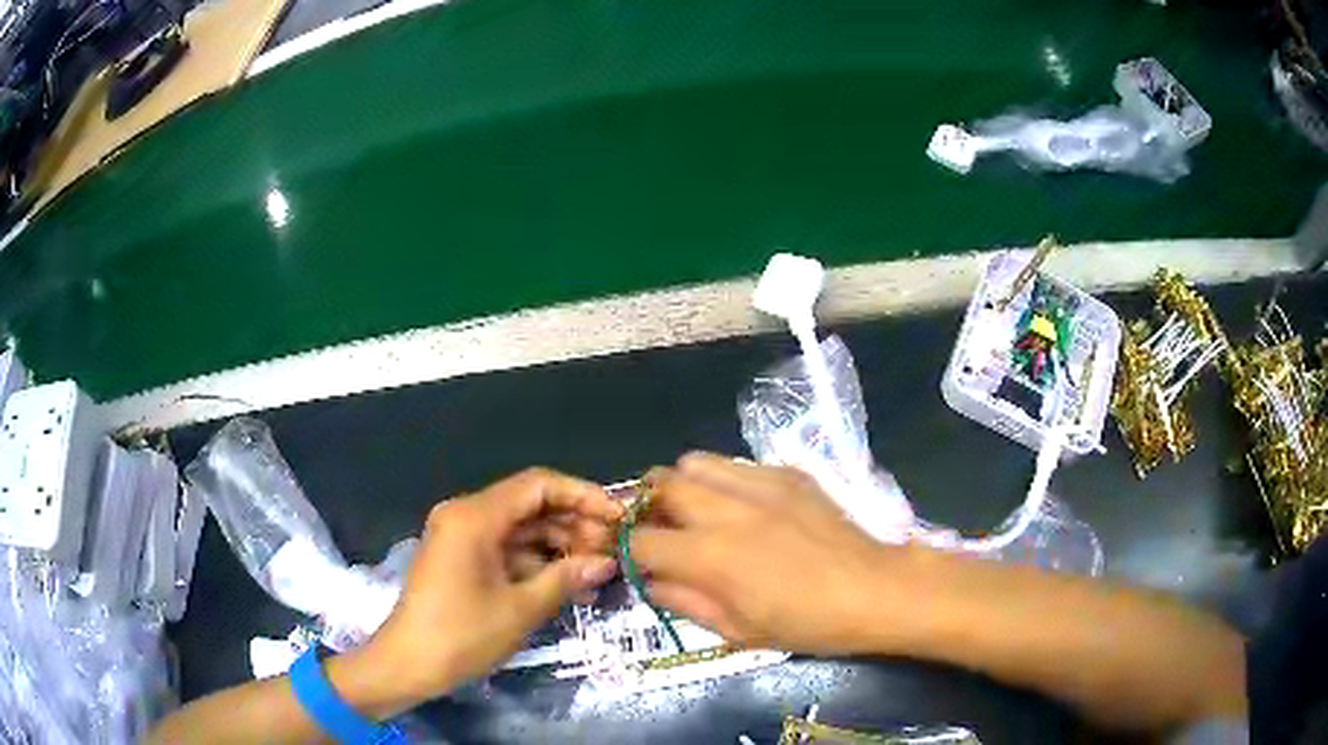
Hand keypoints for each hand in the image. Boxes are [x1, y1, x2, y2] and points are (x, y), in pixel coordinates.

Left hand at [362, 469, 623, 704]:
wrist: (408, 663)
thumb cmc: (461, 635)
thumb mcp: (520, 609)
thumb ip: (566, 578)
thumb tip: (607, 562)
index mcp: (474, 516)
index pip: (538, 485)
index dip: (583, 495)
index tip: (618, 518)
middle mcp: (466, 514)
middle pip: (530, 504)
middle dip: (574, 523)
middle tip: (613, 550)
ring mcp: (461, 535)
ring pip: (520, 527)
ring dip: (558, 545)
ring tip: (597, 570)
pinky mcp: (461, 556)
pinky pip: (505, 547)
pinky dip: (536, 560)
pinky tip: (567, 582)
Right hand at [631, 453, 906, 655]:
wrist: (873, 589)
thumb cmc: (806, 623)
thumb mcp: (738, 630)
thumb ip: (685, 602)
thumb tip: (653, 582)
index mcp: (709, 555)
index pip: (641, 540)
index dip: (630, 552)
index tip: (639, 563)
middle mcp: (726, 508)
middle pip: (659, 483)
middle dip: (647, 507)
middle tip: (663, 531)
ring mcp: (760, 483)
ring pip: (695, 461)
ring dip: (684, 486)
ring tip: (700, 512)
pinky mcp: (788, 473)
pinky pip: (738, 465)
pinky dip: (727, 482)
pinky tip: (748, 509)